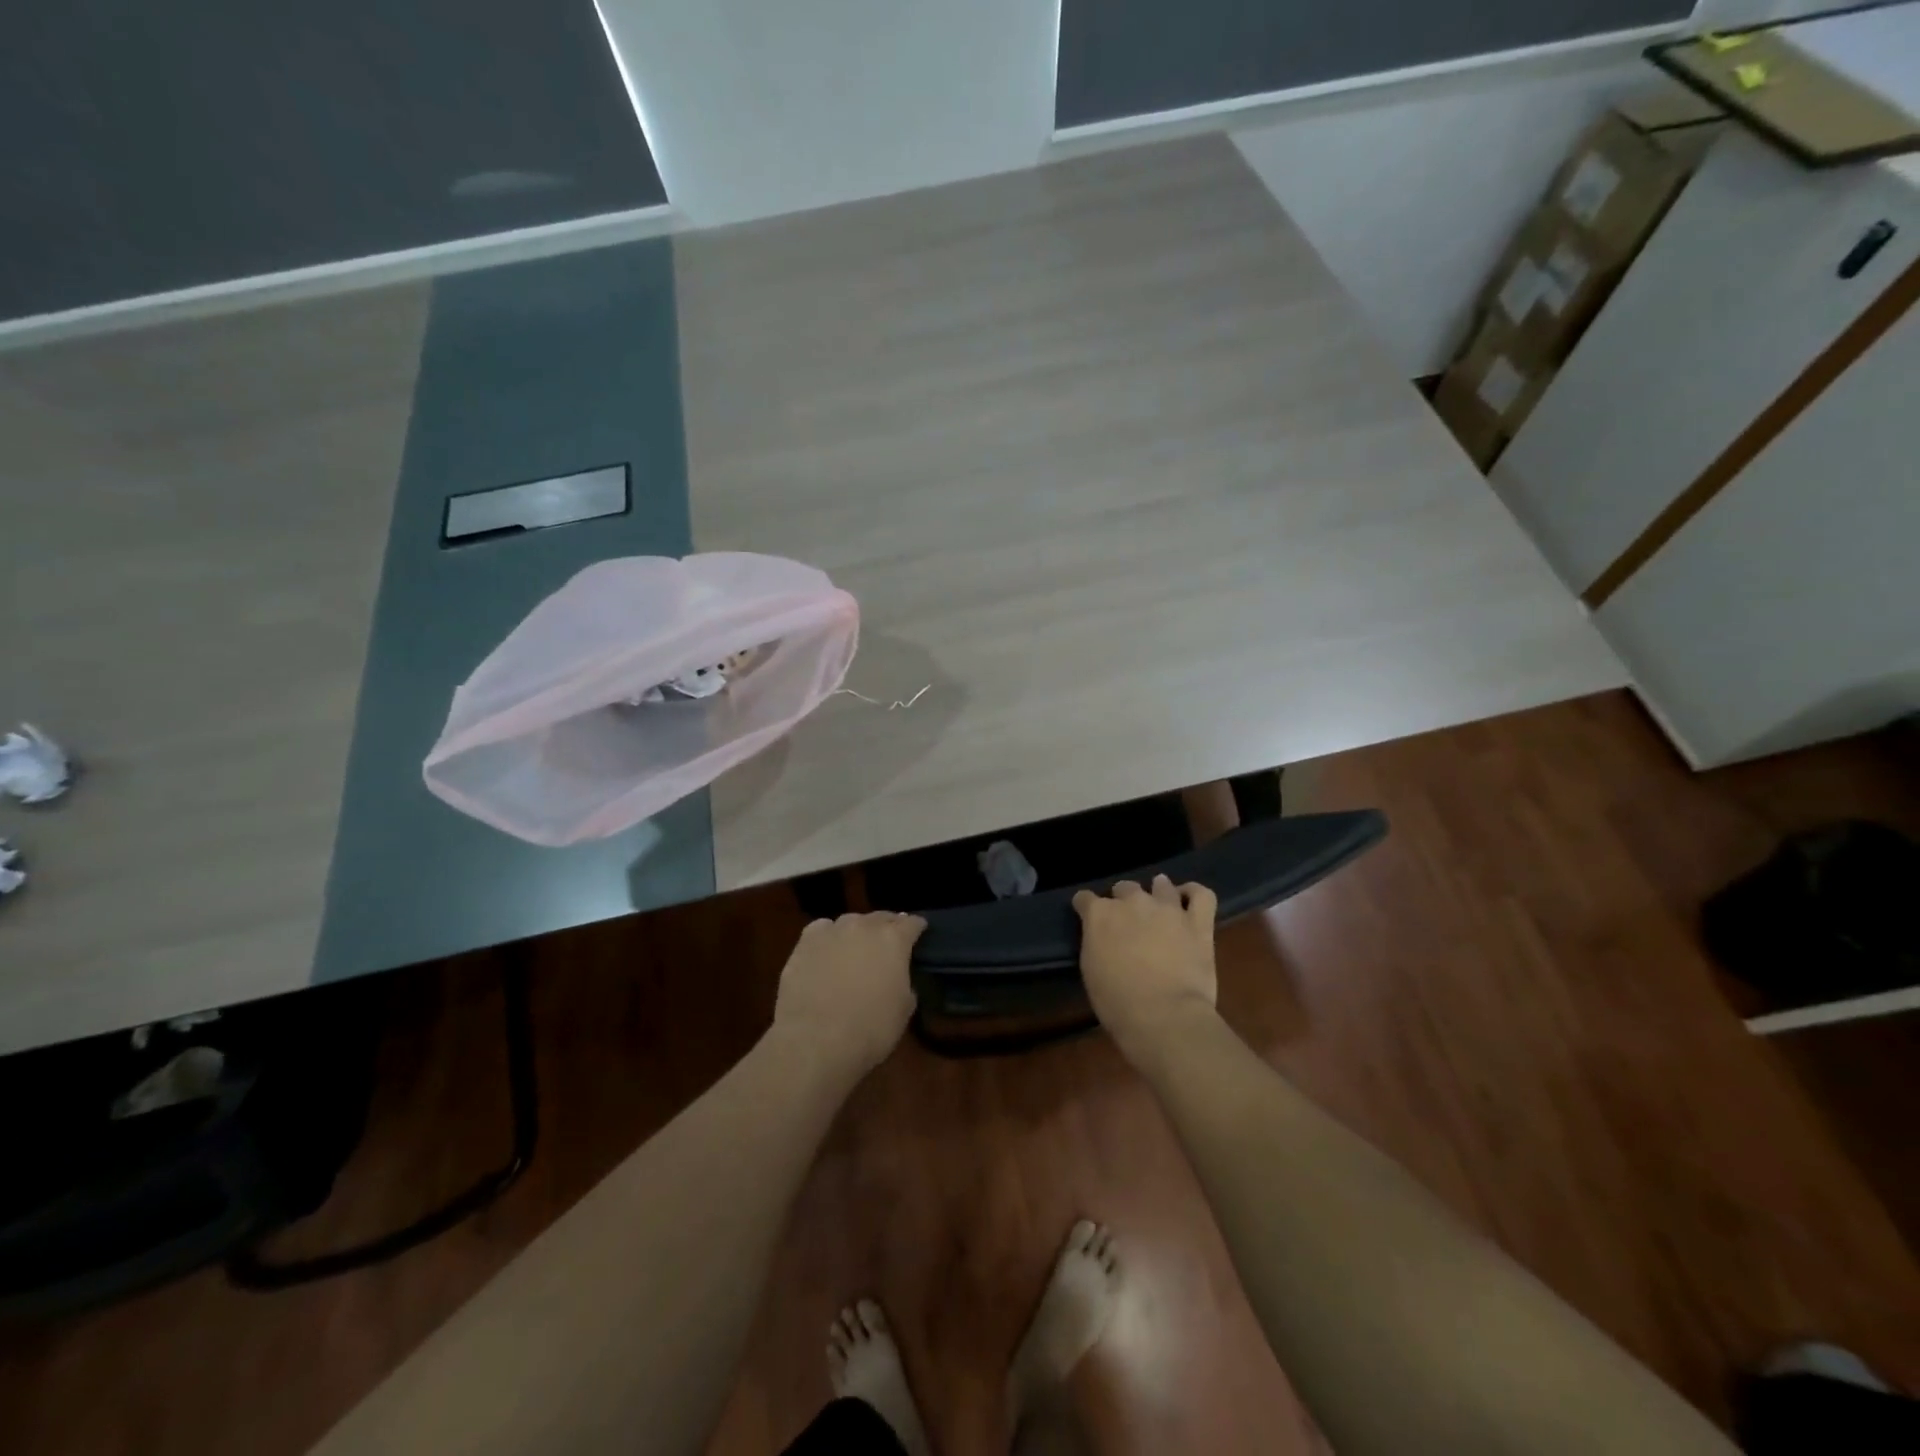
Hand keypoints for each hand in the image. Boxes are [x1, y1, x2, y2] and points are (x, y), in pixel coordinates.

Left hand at [772, 912, 925, 1075]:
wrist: (815, 1041)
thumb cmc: (869, 1029)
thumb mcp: (903, 1010)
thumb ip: (905, 983)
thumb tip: (898, 977)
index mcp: (894, 939)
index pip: (912, 923)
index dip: (917, 928)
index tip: (919, 933)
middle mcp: (864, 926)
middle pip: (881, 917)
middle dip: (888, 927)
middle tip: (888, 943)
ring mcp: (832, 931)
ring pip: (850, 922)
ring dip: (857, 932)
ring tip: (856, 949)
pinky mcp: (805, 942)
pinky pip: (822, 930)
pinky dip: (828, 937)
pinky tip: (827, 951)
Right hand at [1073, 875, 1218, 1060]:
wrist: (1163, 1016)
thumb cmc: (1117, 1003)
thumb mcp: (1091, 971)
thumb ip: (1096, 944)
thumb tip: (1103, 938)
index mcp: (1100, 915)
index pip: (1085, 899)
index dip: (1085, 907)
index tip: (1087, 917)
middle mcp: (1132, 902)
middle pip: (1124, 887)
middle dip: (1122, 899)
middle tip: (1127, 920)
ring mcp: (1167, 909)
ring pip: (1162, 885)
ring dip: (1158, 891)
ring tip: (1159, 903)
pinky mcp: (1198, 922)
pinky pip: (1201, 895)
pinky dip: (1194, 893)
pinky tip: (1189, 900)